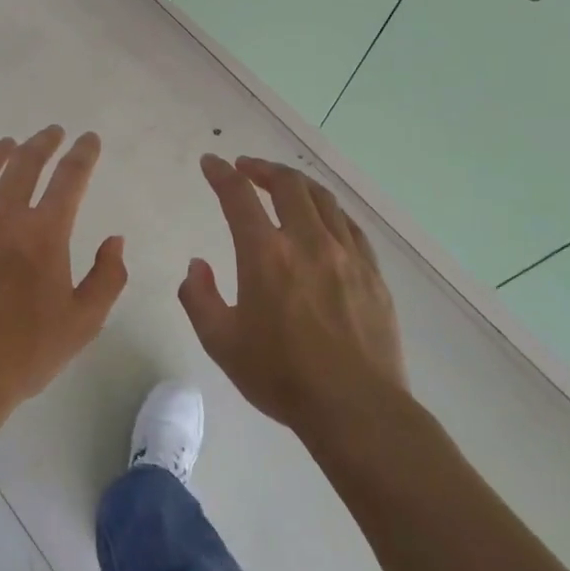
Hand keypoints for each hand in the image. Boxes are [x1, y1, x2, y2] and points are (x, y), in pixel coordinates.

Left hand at [0, 126, 127, 429]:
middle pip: (24, 163)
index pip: (70, 178)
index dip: (83, 154)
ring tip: (6, 144)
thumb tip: (115, 240)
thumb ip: (108, 278)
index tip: (89, 139)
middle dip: (43, 142)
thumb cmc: (23, 354)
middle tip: (52, 132)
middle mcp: (0, 216)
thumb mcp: (83, 323)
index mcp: (43, 233)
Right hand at [180, 155, 406, 435]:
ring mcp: (346, 255)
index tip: (211, 163)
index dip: (221, 174)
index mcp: (266, 255)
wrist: (355, 407)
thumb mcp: (221, 343)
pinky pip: (350, 226)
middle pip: (288, 185)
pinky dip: (329, 210)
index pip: (238, 197)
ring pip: (323, 199)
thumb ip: (198, 298)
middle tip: (247, 168)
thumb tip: (197, 266)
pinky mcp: (372, 273)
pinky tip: (324, 218)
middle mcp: (308, 242)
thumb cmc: (281, 377)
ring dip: (298, 183)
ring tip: (284, 184)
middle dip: (262, 168)